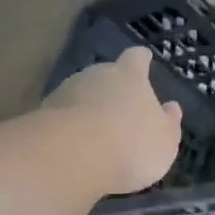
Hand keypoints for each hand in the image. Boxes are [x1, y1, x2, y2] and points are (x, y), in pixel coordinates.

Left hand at [42, 47, 183, 194]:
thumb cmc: (132, 145)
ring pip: (81, 95)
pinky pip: (63, 117)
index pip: (136, 58)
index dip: (141, 60)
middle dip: (112, 90)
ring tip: (95, 135)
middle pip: (105, 75)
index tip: (144, 58)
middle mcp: (96, 75)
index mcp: (130, 76)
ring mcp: (66, 91)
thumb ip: (169, 123)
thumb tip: (171, 108)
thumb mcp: (164, 141)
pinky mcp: (43, 113)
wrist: (73, 156)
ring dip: (88, 109)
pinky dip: (70, 127)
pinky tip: (75, 147)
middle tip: (119, 111)